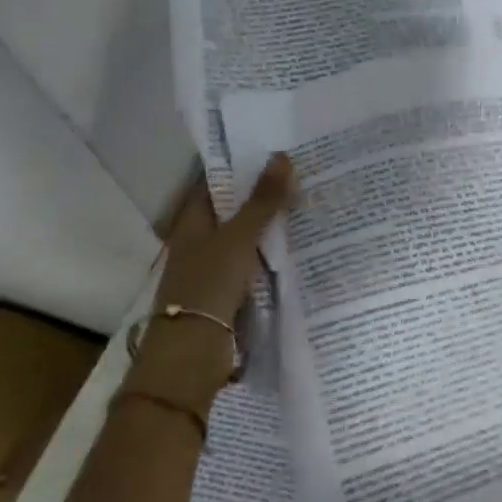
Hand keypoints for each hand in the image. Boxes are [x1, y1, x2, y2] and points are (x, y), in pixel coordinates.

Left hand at [130, 154, 295, 408]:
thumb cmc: (209, 286)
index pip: (215, 183)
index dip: (240, 165)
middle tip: (303, 172)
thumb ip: (262, 201)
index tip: (274, 148)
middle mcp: (200, 241)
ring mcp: (215, 268)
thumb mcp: (239, 238)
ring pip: (247, 238)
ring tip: (309, 202)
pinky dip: (273, 254)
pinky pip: (255, 264)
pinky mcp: (230, 293)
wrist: (193, 352)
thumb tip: (282, 156)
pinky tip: (301, 246)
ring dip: (271, 225)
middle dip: (263, 194)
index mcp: (191, 222)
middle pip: (233, 210)